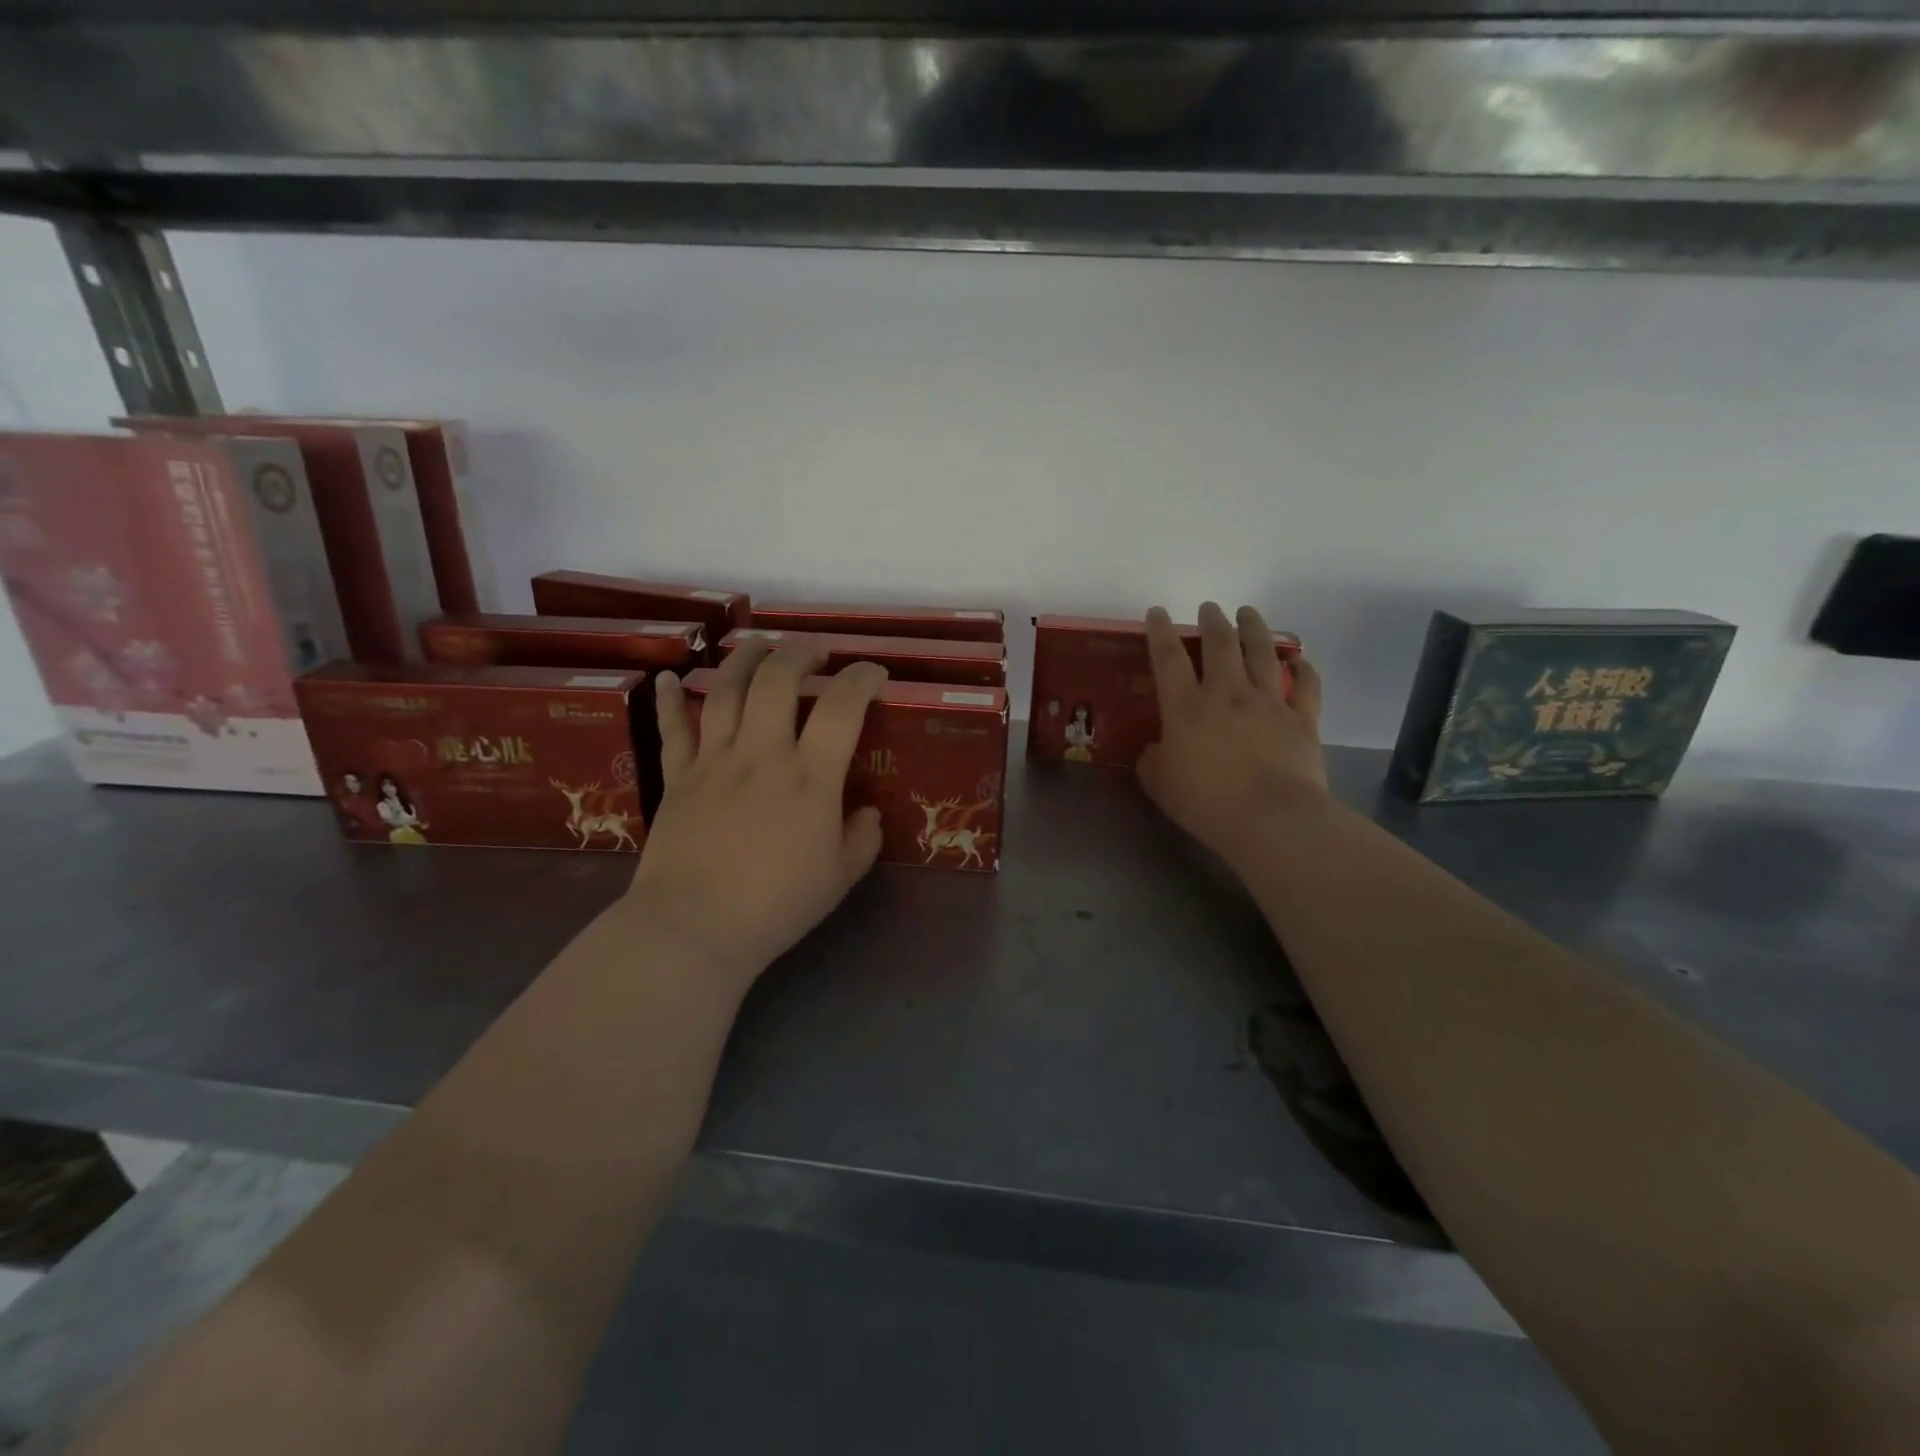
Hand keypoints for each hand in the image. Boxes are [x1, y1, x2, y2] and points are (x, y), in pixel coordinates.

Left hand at [624, 642, 888, 982]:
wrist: (693, 928)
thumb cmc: (775, 906)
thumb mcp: (839, 879)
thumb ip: (862, 840)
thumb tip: (867, 813)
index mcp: (809, 778)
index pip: (842, 707)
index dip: (862, 678)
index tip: (873, 671)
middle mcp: (762, 755)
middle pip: (777, 680)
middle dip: (799, 653)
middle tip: (814, 651)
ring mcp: (714, 761)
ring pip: (726, 689)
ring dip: (744, 658)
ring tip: (759, 646)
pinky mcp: (678, 777)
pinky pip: (673, 728)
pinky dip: (671, 698)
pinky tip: (672, 676)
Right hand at [1137, 602, 1326, 867]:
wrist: (1271, 819)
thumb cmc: (1206, 802)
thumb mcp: (1159, 783)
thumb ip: (1153, 758)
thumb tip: (1158, 747)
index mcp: (1185, 707)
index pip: (1169, 658)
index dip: (1160, 631)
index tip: (1157, 612)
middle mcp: (1227, 694)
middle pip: (1220, 644)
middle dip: (1212, 621)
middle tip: (1209, 608)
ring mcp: (1268, 703)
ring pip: (1262, 653)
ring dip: (1254, 628)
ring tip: (1248, 612)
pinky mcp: (1302, 720)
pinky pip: (1305, 686)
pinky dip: (1303, 670)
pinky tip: (1300, 661)